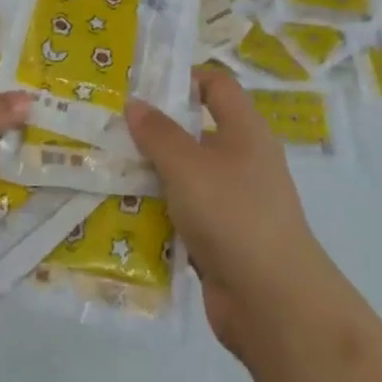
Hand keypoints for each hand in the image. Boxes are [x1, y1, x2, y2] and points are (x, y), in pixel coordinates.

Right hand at [125, 66, 332, 355]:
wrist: (274, 303)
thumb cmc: (233, 214)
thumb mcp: (187, 166)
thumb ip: (158, 133)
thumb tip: (135, 103)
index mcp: (245, 131)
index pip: (217, 85)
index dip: (185, 78)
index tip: (144, 86)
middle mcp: (243, 161)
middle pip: (197, 132)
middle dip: (156, 131)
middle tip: (112, 130)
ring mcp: (235, 203)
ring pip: (187, 177)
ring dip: (153, 176)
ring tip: (108, 171)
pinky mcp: (223, 240)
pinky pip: (186, 216)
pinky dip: (161, 215)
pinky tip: (126, 216)